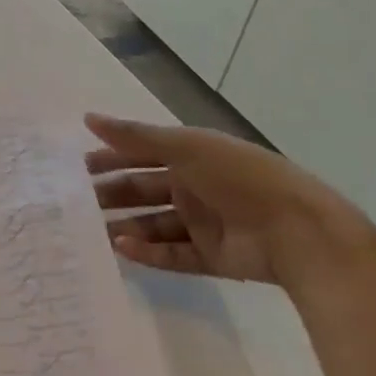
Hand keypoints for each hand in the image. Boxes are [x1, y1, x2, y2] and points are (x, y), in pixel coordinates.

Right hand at [85, 113, 375, 288]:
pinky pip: (171, 254)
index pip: (139, 153)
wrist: (301, 232)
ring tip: (90, 232)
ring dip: (124, 225)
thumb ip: (134, 136)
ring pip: (152, 224)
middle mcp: (194, 187)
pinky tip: (122, 249)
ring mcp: (203, 224)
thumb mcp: (184, 147)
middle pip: (142, 189)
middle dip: (110, 194)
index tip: (75, 167)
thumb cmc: (239, 177)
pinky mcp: (211, 257)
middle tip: (74, 203)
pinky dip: (147, 252)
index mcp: (190, 156)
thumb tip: (87, 118)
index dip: (108, 157)